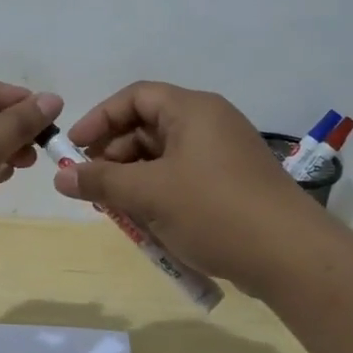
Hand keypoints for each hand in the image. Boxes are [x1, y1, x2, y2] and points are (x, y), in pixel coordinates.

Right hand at [53, 81, 320, 295]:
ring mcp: (225, 154)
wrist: (291, 256)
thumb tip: (61, 176)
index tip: (74, 149)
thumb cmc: (214, 211)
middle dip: (114, 155)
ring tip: (116, 209)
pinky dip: (160, 193)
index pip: (135, 97)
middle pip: (148, 127)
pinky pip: (184, 178)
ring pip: (165, 157)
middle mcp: (210, 123)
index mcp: (193, 110)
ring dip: (135, 179)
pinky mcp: (233, 184)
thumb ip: (101, 181)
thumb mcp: (149, 194)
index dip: (100, 119)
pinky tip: (148, 223)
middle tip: (91, 186)